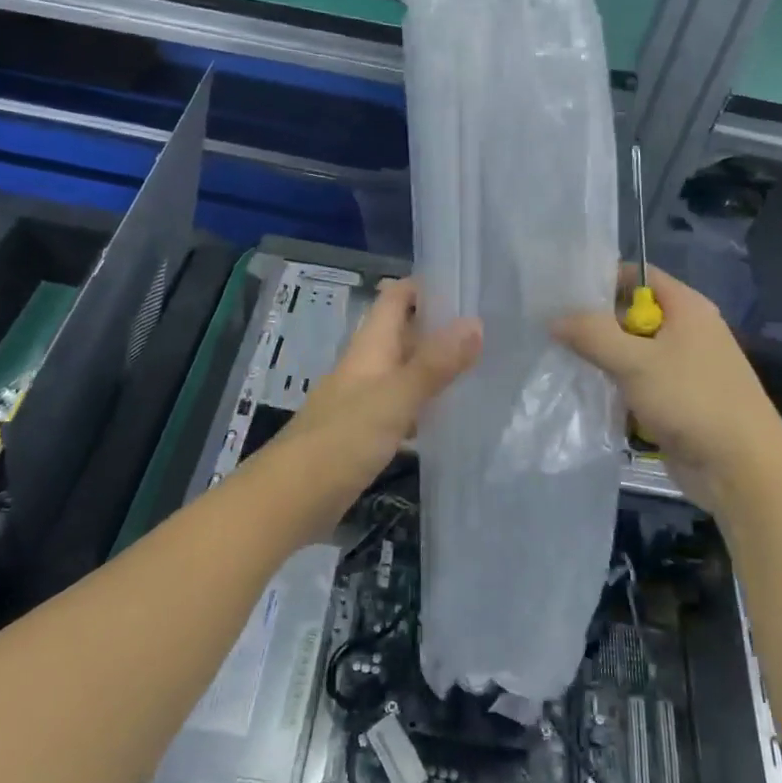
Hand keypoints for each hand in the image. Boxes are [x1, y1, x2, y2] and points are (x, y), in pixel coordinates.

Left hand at [269, 278, 480, 520]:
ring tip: (484, 365)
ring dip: (436, 365)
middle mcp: (366, 367)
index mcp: (369, 348)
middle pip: (403, 332)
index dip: (427, 286)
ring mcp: (363, 401)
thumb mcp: (393, 399)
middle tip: (492, 326)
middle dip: (440, 326)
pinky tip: (451, 414)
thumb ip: (433, 364)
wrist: (290, 500)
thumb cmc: (340, 441)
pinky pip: (401, 406)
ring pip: (404, 370)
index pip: (396, 298)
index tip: (470, 282)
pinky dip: (425, 403)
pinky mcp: (365, 433)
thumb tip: (476, 322)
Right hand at [552, 265, 781, 511]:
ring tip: (564, 367)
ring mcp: (684, 369)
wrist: (741, 469)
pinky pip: (639, 386)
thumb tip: (555, 319)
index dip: (603, 280)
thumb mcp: (635, 362)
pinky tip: (589, 399)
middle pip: (632, 316)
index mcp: (687, 308)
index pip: (639, 276)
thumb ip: (593, 335)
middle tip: (555, 334)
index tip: (563, 296)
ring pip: (632, 354)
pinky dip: (618, 391)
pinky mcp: (678, 402)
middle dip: (596, 327)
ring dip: (604, 363)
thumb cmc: (692, 401)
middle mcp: (688, 332)